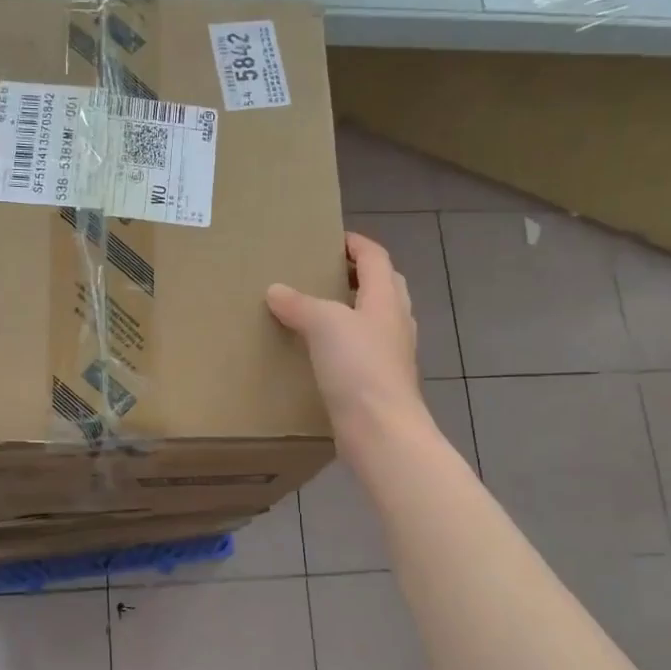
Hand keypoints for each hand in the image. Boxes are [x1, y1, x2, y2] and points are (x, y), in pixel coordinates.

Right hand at [267, 232, 427, 453]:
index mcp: (386, 299)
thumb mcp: (324, 325)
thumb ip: (300, 304)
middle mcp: (395, 322)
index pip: (376, 258)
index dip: (356, 244)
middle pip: (383, 286)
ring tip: (319, 310)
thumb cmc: (359, 367)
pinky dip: (346, 342)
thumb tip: (276, 291)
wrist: (382, 430)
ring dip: (353, 309)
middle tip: (325, 273)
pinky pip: (364, 350)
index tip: (331, 239)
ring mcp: (391, 354)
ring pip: (375, 319)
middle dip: (358, 274)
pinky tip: (322, 352)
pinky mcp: (380, 382)